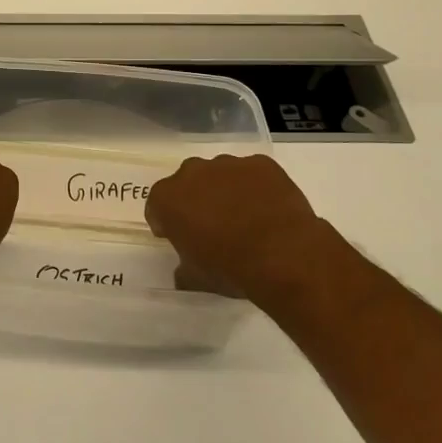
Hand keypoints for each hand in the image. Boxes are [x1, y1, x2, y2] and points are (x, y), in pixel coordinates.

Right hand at [144, 153, 339, 301]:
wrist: (284, 256)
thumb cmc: (230, 268)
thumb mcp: (197, 278)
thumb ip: (184, 269)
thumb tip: (183, 272)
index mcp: (168, 198)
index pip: (157, 206)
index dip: (167, 222)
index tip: (178, 237)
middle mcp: (192, 172)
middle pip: (188, 183)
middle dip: (195, 200)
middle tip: (211, 226)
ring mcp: (228, 164)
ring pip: (220, 174)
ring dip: (226, 191)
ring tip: (245, 218)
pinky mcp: (261, 164)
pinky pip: (253, 173)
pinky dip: (256, 187)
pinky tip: (268, 210)